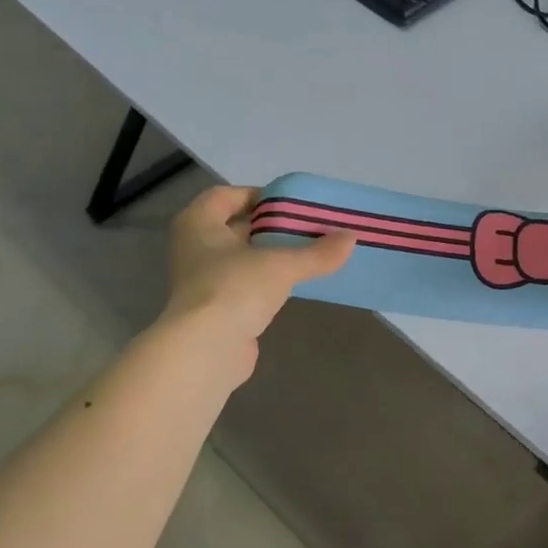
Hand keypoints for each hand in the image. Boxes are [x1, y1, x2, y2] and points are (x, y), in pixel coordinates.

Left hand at [160, 186, 354, 370]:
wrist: (205, 351)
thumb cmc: (234, 289)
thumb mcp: (281, 265)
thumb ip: (317, 252)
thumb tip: (352, 238)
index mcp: (198, 223)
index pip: (226, 196)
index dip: (258, 195)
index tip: (291, 204)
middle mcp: (194, 247)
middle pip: (236, 226)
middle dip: (270, 226)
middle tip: (307, 227)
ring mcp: (202, 280)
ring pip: (242, 258)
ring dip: (270, 255)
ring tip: (308, 253)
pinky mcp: (215, 309)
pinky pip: (244, 285)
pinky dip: (266, 282)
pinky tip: (294, 284)